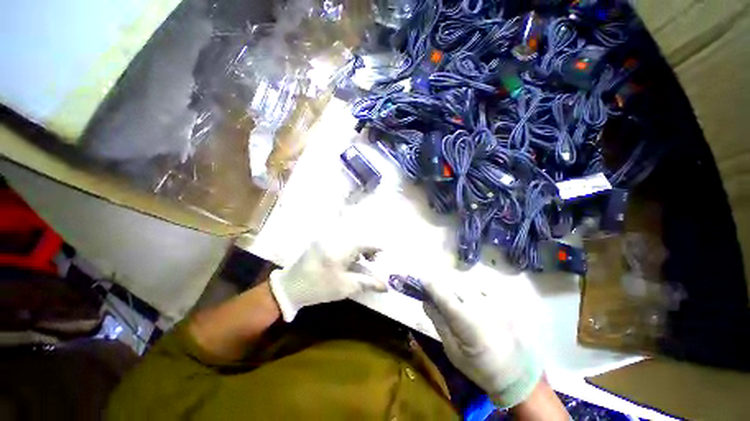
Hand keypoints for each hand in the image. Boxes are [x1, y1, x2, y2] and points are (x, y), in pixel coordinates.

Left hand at [270, 235, 386, 321]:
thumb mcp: (345, 287)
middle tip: (373, 259)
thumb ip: (367, 283)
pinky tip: (349, 255)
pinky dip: (350, 244)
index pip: (365, 242)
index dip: (377, 247)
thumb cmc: (319, 287)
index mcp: (341, 248)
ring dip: (359, 245)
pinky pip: (341, 236)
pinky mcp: (321, 239)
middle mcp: (334, 237)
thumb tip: (385, 286)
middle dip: (368, 246)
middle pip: (359, 236)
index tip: (385, 252)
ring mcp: (326, 236)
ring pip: (350, 235)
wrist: (290, 286)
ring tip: (362, 258)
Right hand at [422, 279, 543, 408]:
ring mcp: (494, 300)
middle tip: (433, 290)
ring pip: (465, 282)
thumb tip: (425, 301)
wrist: (517, 373)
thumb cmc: (481, 367)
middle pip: (453, 283)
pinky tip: (468, 301)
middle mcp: (481, 305)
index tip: (420, 278)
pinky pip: (477, 286)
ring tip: (451, 297)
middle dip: (440, 284)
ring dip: (454, 286)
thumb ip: (438, 322)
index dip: (430, 284)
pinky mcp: (501, 299)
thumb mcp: (453, 351)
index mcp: (468, 321)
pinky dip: (467, 290)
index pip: (443, 294)